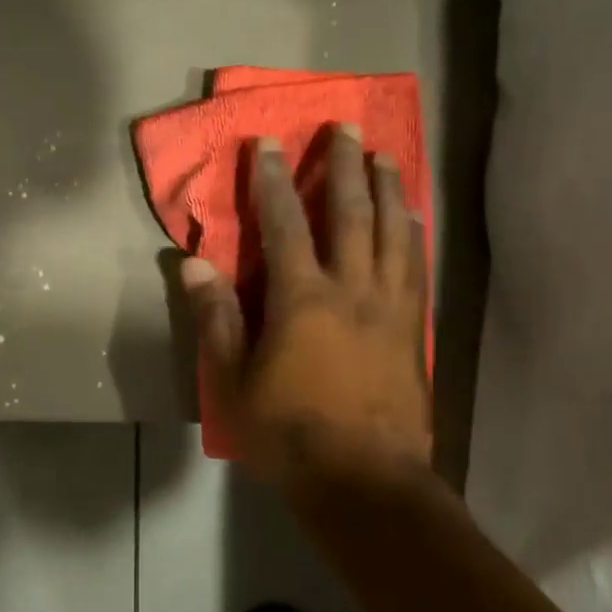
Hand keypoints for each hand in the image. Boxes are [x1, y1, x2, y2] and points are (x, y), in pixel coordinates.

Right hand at [180, 125, 430, 489]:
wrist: (366, 482)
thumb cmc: (289, 436)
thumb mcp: (233, 384)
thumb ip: (216, 320)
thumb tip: (193, 265)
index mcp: (302, 299)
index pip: (285, 223)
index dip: (274, 179)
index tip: (270, 142)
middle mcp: (352, 289)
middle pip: (351, 213)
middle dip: (345, 166)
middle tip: (346, 128)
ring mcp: (391, 307)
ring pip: (394, 232)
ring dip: (388, 189)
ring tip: (386, 156)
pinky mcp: (415, 329)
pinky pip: (417, 267)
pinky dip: (414, 234)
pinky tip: (414, 218)